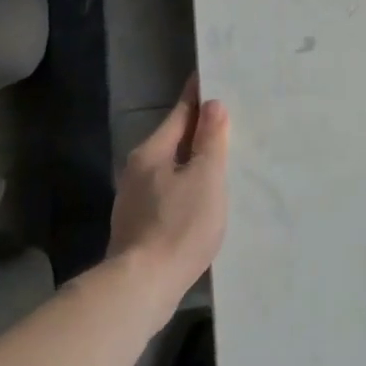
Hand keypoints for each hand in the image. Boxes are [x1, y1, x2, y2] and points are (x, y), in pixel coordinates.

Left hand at [107, 75, 229, 308]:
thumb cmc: (178, 225)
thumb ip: (210, 141)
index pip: (180, 112)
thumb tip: (212, 105)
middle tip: (230, 119)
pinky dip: (187, 187)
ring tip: (223, 158)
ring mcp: (135, 200)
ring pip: (172, 168)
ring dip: (194, 161)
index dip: (198, 95)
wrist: (141, 288)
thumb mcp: (205, 178)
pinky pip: (169, 193)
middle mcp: (138, 170)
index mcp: (153, 152)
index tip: (212, 76)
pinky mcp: (139, 226)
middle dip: (199, 130)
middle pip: (174, 140)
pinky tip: (203, 199)